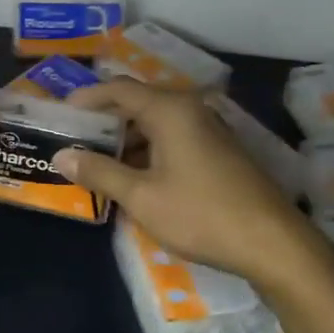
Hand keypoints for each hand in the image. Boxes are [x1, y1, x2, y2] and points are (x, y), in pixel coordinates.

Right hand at [56, 79, 316, 285]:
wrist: (272, 243)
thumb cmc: (200, 215)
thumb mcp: (141, 197)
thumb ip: (99, 172)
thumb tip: (62, 156)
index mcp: (170, 110)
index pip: (119, 89)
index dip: (87, 97)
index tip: (61, 112)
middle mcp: (190, 110)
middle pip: (138, 102)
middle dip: (105, 119)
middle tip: (74, 138)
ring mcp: (209, 129)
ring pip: (157, 122)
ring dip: (126, 138)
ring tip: (97, 160)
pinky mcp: (219, 150)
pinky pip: (174, 138)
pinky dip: (148, 149)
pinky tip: (133, 175)